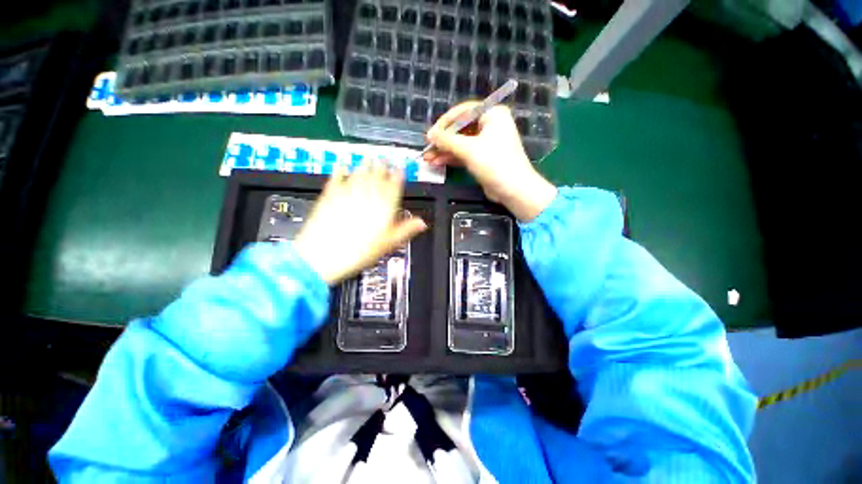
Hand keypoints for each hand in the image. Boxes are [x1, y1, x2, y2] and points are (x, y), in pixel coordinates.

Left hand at [293, 162, 426, 284]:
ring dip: (365, 164)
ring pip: (359, 174)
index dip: (398, 176)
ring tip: (369, 156)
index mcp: (382, 207)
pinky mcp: (329, 196)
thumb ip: (405, 230)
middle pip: (377, 176)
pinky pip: (336, 179)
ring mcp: (347, 194)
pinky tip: (342, 165)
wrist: (323, 255)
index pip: (394, 186)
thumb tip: (422, 223)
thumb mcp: (388, 244)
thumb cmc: (358, 252)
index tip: (400, 168)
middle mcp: (366, 196)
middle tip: (385, 158)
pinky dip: (340, 171)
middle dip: (382, 166)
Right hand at [424, 103, 556, 221]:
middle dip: (443, 140)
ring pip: (461, 143)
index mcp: (492, 114)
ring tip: (428, 159)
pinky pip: (464, 153)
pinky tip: (438, 162)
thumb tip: (430, 135)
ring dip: (444, 151)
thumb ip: (447, 140)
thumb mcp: (469, 149)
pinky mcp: (483, 157)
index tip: (430, 134)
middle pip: (461, 129)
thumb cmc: (494, 163)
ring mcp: (486, 142)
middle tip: (427, 148)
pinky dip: (452, 158)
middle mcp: (490, 125)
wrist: (513, 189)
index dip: (444, 123)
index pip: (463, 112)